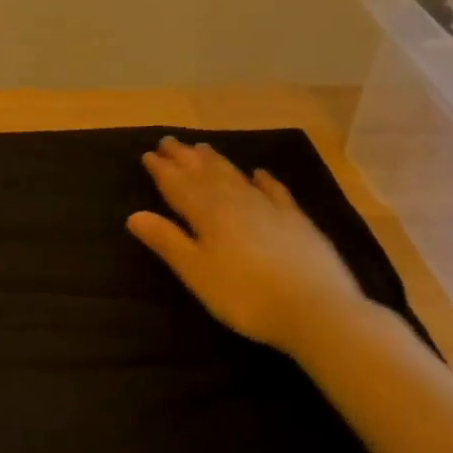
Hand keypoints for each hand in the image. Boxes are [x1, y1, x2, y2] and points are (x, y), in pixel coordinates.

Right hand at [126, 136, 369, 355]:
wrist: (318, 310)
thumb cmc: (245, 295)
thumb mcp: (196, 272)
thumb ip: (167, 241)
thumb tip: (134, 215)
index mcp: (208, 213)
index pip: (178, 185)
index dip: (162, 170)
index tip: (148, 154)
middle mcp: (236, 202)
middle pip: (205, 174)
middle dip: (185, 158)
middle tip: (170, 141)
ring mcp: (270, 209)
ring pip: (236, 177)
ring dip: (216, 162)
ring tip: (202, 148)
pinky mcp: (297, 222)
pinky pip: (276, 192)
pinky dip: (264, 180)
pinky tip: (259, 173)